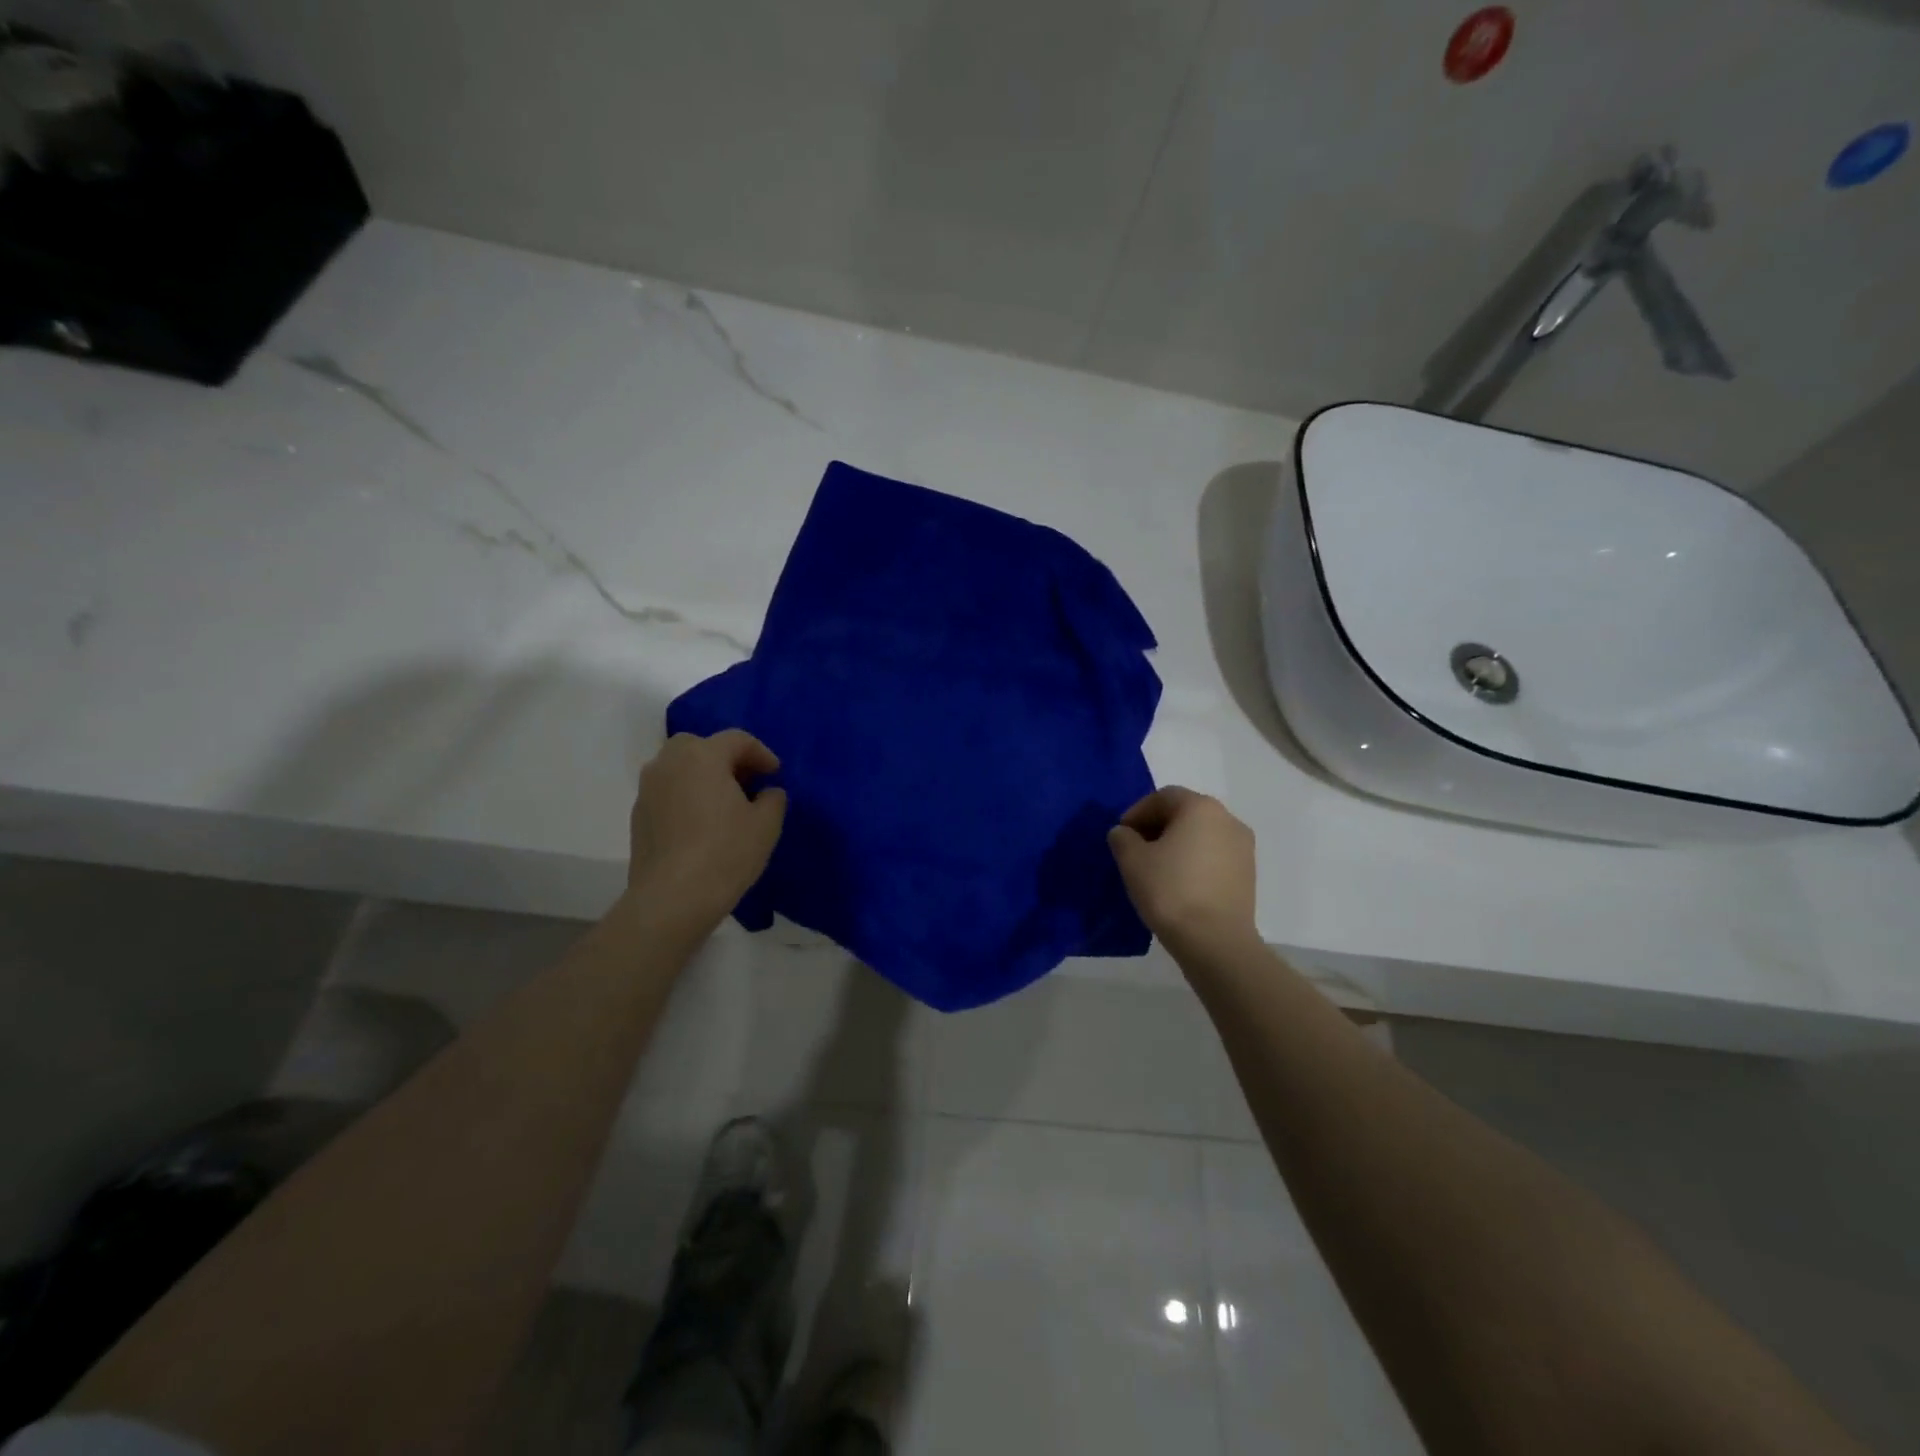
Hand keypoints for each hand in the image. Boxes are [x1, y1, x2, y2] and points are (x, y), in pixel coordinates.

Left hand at [625, 730, 787, 928]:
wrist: (672, 898)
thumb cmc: (726, 852)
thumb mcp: (766, 824)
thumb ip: (773, 799)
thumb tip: (767, 793)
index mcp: (703, 756)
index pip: (737, 740)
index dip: (761, 753)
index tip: (775, 774)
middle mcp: (669, 763)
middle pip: (700, 746)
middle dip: (725, 758)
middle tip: (746, 782)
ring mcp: (648, 789)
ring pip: (678, 768)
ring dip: (702, 776)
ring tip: (723, 803)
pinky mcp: (638, 816)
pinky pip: (667, 792)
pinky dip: (685, 796)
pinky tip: (701, 824)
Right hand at [1108, 787, 1257, 953]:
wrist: (1215, 942)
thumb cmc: (1170, 891)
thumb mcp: (1132, 860)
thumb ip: (1122, 838)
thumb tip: (1125, 834)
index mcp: (1201, 807)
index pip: (1163, 797)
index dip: (1137, 812)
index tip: (1122, 836)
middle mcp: (1228, 819)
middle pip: (1185, 813)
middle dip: (1157, 827)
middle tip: (1136, 851)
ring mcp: (1243, 847)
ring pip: (1202, 835)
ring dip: (1178, 845)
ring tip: (1157, 870)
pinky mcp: (1249, 874)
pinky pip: (1215, 856)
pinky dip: (1195, 862)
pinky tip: (1179, 885)